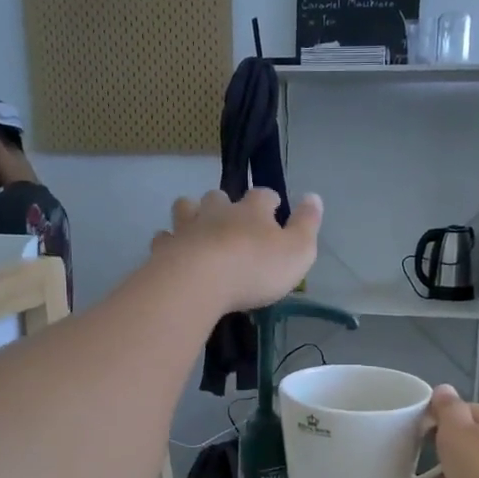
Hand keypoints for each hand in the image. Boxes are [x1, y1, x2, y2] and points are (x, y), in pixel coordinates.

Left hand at [151, 190, 321, 313]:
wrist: (200, 281)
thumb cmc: (255, 268)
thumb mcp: (297, 251)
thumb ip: (307, 225)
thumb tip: (314, 197)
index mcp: (252, 211)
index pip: (263, 196)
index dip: (269, 201)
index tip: (273, 207)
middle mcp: (218, 211)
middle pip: (219, 197)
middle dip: (225, 204)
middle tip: (231, 221)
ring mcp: (188, 227)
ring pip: (186, 208)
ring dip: (192, 214)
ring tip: (198, 228)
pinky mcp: (165, 248)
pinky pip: (165, 238)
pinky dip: (170, 242)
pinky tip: (174, 251)